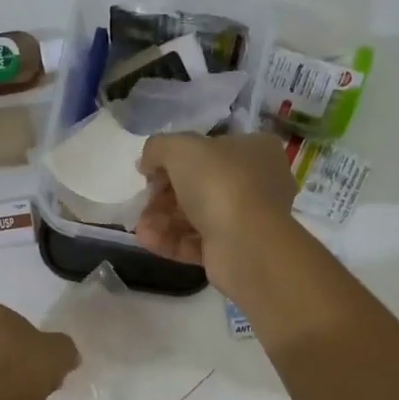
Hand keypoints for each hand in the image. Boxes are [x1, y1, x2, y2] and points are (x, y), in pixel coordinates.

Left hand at [0, 303, 78, 399]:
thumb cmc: (23, 368)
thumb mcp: (60, 351)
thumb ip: (64, 348)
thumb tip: (66, 356)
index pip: (16, 322)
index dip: (35, 341)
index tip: (46, 359)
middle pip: (2, 346)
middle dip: (20, 362)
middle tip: (40, 380)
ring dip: (9, 382)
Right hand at [134, 132, 298, 294]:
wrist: (246, 245)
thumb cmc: (219, 183)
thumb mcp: (179, 148)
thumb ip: (157, 148)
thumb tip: (147, 164)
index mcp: (256, 150)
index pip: (211, 149)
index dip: (176, 158)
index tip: (150, 170)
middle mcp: (257, 183)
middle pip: (199, 185)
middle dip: (164, 195)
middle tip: (144, 200)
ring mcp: (247, 220)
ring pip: (196, 216)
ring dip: (162, 219)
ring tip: (140, 226)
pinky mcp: (234, 251)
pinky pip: (197, 242)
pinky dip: (171, 240)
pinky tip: (147, 240)